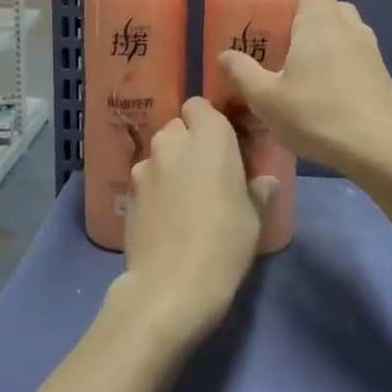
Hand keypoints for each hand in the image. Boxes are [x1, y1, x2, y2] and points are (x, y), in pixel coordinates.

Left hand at [112, 97, 277, 343]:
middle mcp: (173, 140)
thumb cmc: (224, 243)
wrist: (171, 287)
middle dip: (189, 143)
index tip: (222, 146)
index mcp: (209, 135)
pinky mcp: (127, 192)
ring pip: (159, 153)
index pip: (200, 105)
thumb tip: (264, 182)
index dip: (209, 122)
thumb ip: (257, 190)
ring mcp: (145, 165)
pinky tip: (164, 217)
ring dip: (170, 165)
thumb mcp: (254, 217)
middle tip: (205, 174)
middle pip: (178, 127)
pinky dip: (154, 188)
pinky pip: (145, 178)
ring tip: (182, 199)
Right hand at [217, 0, 391, 181]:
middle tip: (274, 29)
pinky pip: (351, 51)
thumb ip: (242, 73)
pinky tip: (317, 90)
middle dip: (300, 6)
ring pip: (339, 26)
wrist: (384, 150)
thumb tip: (225, 56)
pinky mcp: (379, 72)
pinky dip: (333, 57)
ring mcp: (369, 48)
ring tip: (293, 63)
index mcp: (321, 18)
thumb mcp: (268, 99)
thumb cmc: (320, 115)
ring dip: (317, 34)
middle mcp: (348, 24)